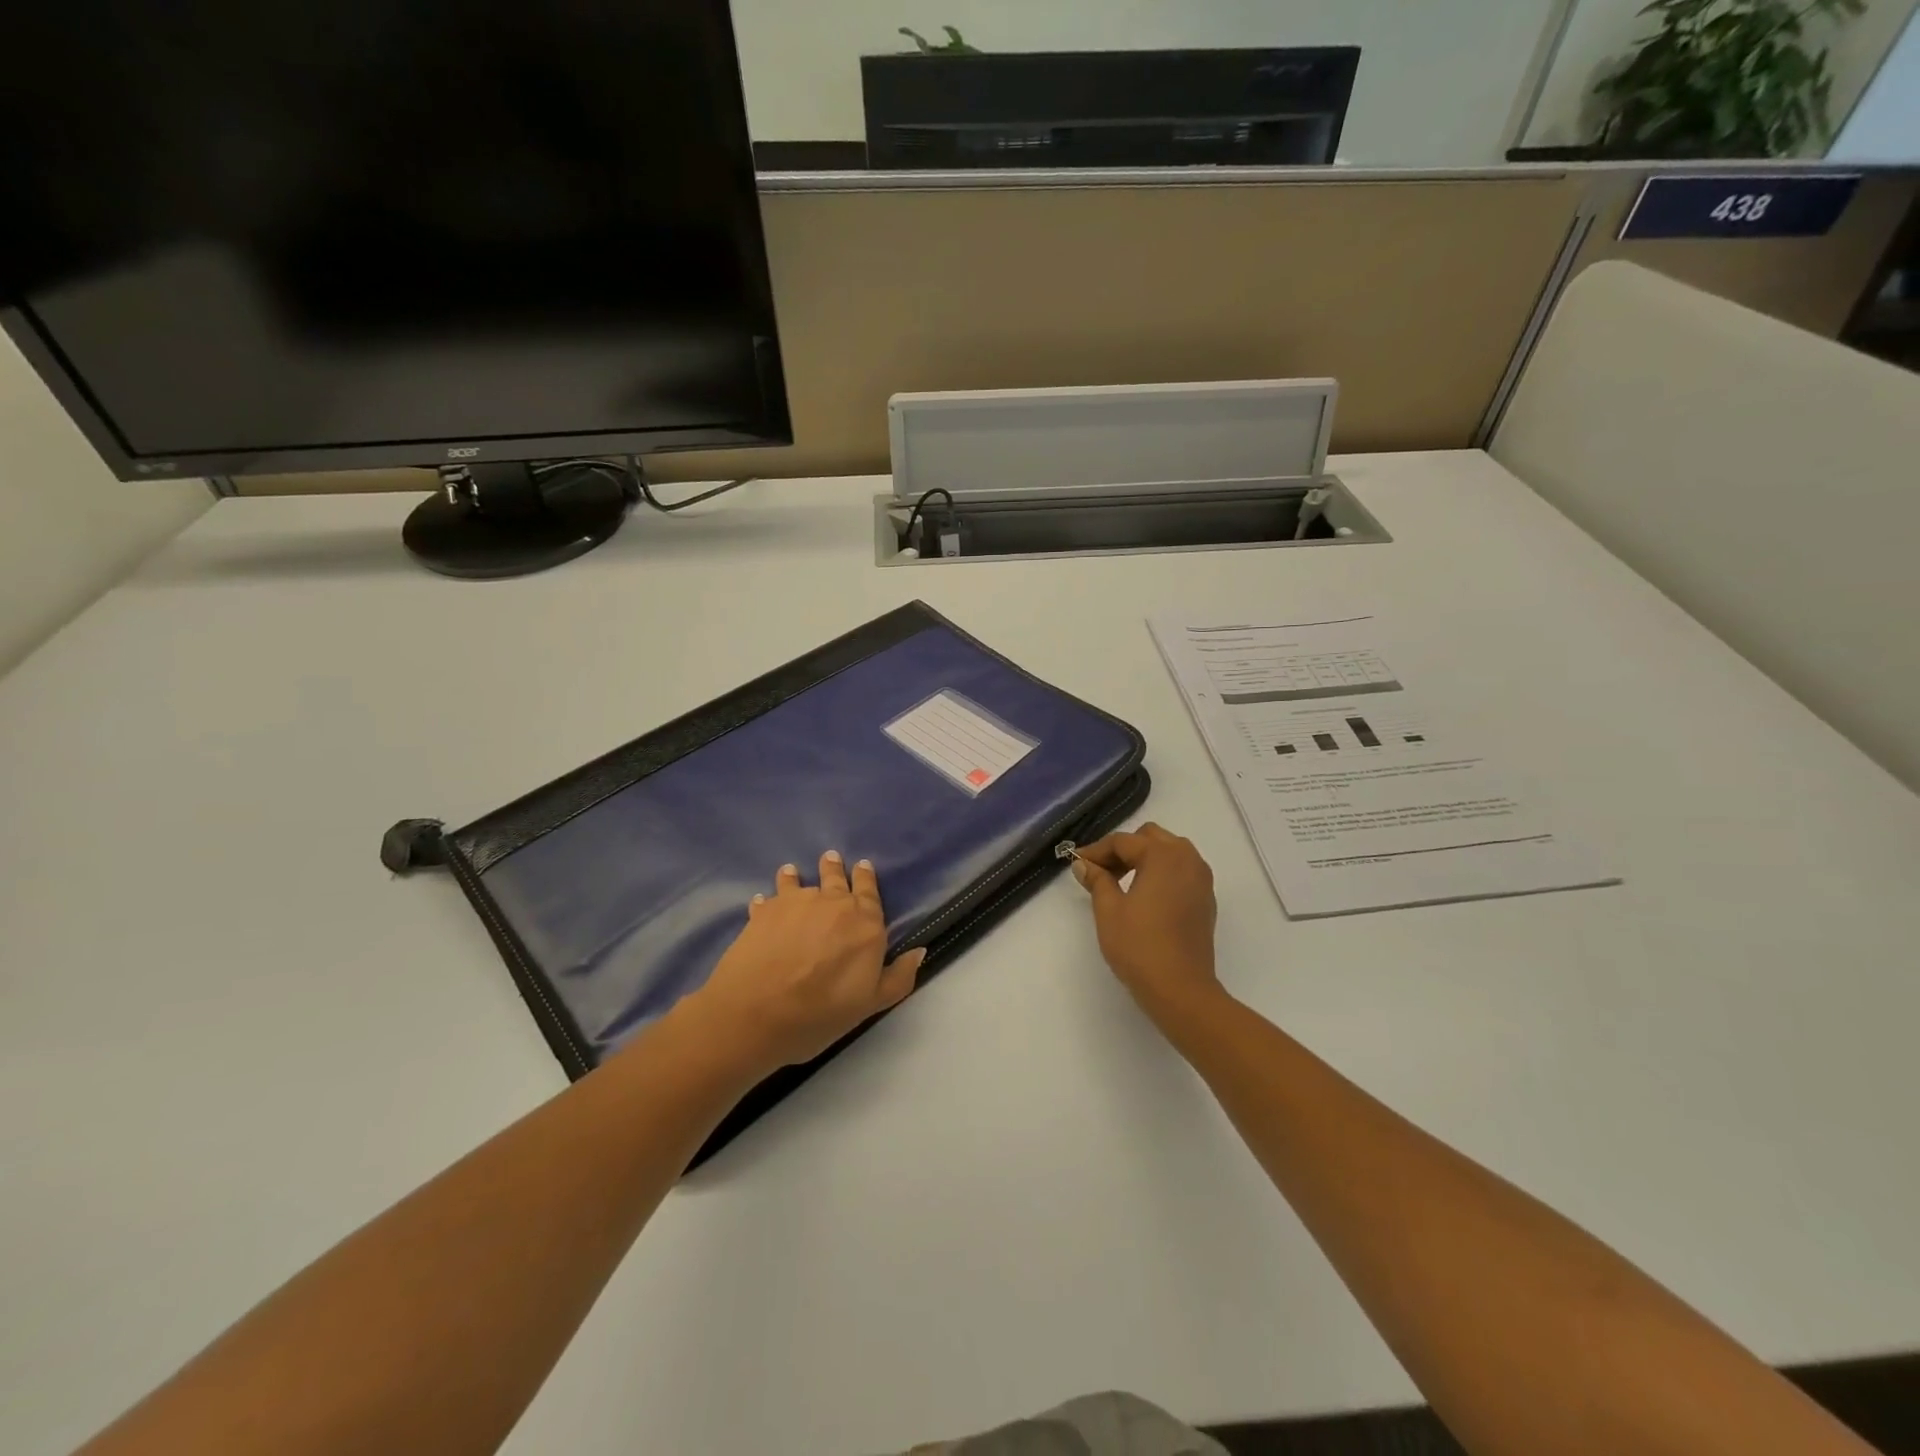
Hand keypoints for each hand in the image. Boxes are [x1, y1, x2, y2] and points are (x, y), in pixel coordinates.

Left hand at [688, 851, 925, 1073]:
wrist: (756, 1012)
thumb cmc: (819, 1013)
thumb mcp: (870, 1005)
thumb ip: (898, 977)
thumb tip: (919, 951)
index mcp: (865, 923)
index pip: (869, 891)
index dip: (866, 878)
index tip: (863, 866)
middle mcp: (833, 903)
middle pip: (835, 878)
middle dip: (835, 868)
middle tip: (831, 858)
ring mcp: (796, 902)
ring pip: (799, 881)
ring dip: (798, 876)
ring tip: (793, 871)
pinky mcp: (764, 911)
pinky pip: (768, 898)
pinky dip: (767, 898)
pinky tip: (761, 901)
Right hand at [1072, 824, 1222, 1025]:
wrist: (1181, 990)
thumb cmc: (1140, 946)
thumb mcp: (1108, 910)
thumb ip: (1097, 880)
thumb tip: (1084, 865)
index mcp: (1163, 855)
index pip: (1123, 842)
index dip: (1096, 851)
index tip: (1076, 863)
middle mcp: (1187, 859)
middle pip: (1150, 838)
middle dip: (1123, 850)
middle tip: (1100, 872)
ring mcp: (1201, 879)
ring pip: (1169, 852)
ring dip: (1144, 859)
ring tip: (1120, 883)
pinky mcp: (1206, 899)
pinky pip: (1181, 871)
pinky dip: (1161, 874)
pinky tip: (1144, 897)